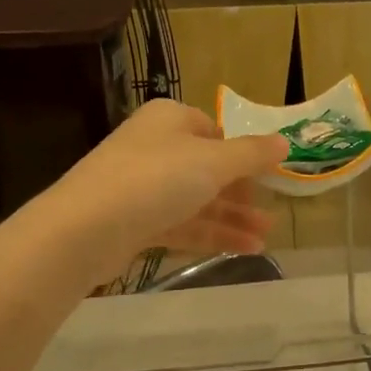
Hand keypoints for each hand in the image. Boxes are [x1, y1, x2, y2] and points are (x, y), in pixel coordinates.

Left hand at [36, 99, 289, 282]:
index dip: (244, 155)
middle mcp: (154, 147)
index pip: (214, 131)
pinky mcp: (133, 222)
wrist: (85, 228)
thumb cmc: (156, 179)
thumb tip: (284, 141)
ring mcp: (141, 186)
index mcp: (170, 119)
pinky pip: (180, 224)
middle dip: (241, 194)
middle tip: (271, 216)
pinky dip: (210, 235)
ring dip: (231, 219)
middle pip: (207, 169)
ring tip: (265, 240)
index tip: (270, 178)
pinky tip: (241, 251)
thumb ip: (252, 153)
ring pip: (195, 200)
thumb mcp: (213, 162)